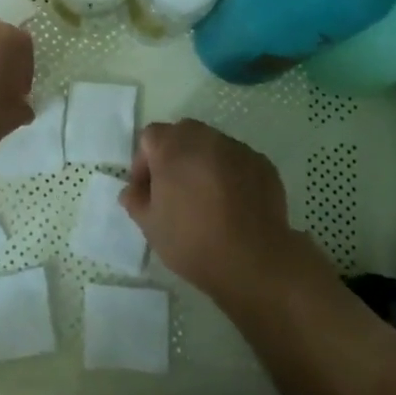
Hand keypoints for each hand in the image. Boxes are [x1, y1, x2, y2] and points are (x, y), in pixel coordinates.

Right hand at [120, 120, 314, 307]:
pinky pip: (237, 160)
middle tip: (174, 189)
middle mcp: (205, 138)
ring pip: (212, 145)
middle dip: (174, 155)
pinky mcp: (262, 163)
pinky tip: (233, 203)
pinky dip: (230, 173)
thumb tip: (133, 190)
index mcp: (173, 147)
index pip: (150, 137)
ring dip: (203, 162)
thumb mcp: (150, 226)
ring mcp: (237, 148)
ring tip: (206, 197)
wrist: (252, 260)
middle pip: (182, 133)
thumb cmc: (192, 242)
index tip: (147, 190)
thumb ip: (136, 200)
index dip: (144, 161)